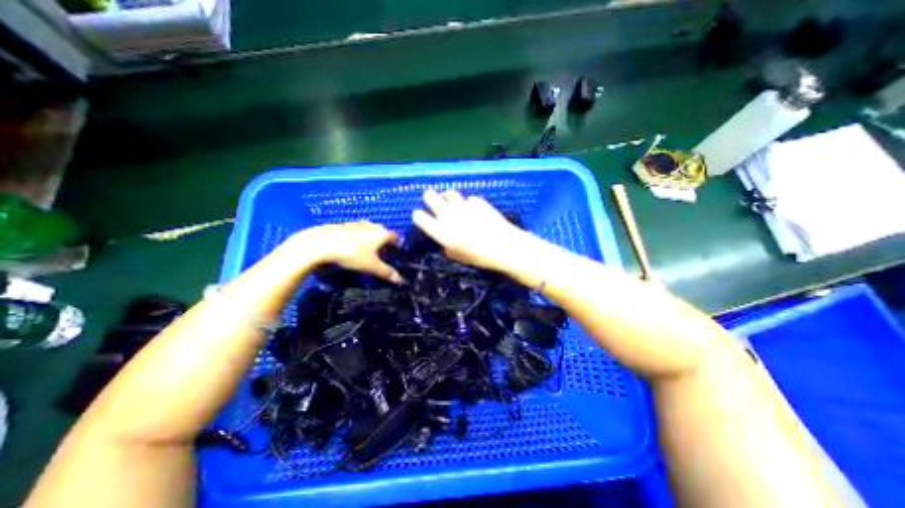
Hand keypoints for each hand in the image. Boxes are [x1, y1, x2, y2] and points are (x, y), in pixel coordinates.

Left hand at [298, 223, 401, 283]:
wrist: (321, 243)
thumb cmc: (353, 253)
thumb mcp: (371, 266)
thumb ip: (386, 272)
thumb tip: (400, 279)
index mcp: (382, 232)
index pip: (396, 237)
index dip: (397, 246)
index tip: (396, 255)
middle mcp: (372, 225)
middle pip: (382, 234)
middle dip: (383, 244)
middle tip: (381, 257)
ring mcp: (357, 223)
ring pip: (369, 232)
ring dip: (370, 240)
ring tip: (366, 254)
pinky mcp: (343, 225)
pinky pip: (356, 233)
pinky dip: (357, 239)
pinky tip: (351, 249)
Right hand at [412, 189, 539, 272]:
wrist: (503, 246)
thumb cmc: (479, 257)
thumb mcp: (459, 257)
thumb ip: (448, 248)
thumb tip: (446, 244)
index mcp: (440, 231)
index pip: (419, 216)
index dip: (419, 216)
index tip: (421, 217)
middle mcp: (448, 215)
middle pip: (429, 196)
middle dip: (429, 198)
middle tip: (434, 203)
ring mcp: (463, 206)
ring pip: (449, 193)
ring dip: (448, 198)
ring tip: (453, 204)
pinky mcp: (477, 201)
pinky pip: (468, 199)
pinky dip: (468, 203)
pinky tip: (474, 210)